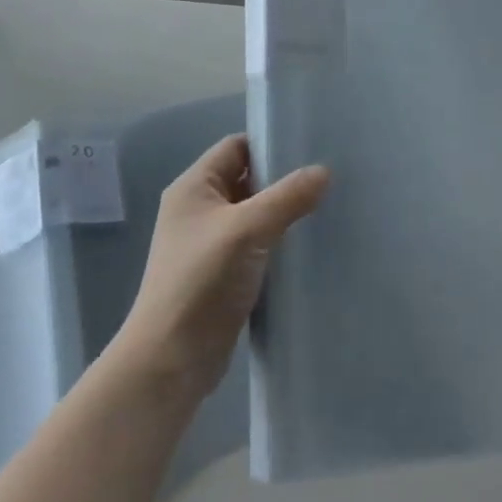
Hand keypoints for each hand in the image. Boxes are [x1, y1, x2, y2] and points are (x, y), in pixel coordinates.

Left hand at [116, 136, 327, 401]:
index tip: (312, 147)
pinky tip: (310, 246)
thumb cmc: (202, 281)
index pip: (235, 148)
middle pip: (247, 179)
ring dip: (284, 213)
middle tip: (330, 178)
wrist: (172, 358)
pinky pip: (257, 245)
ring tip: (329, 208)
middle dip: (284, 179)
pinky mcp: (223, 274)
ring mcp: (211, 243)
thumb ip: (287, 197)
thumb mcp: (247, 230)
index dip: (270, 143)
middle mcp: (199, 209)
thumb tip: (323, 171)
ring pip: (255, 214)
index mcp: (194, 188)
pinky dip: (279, 242)